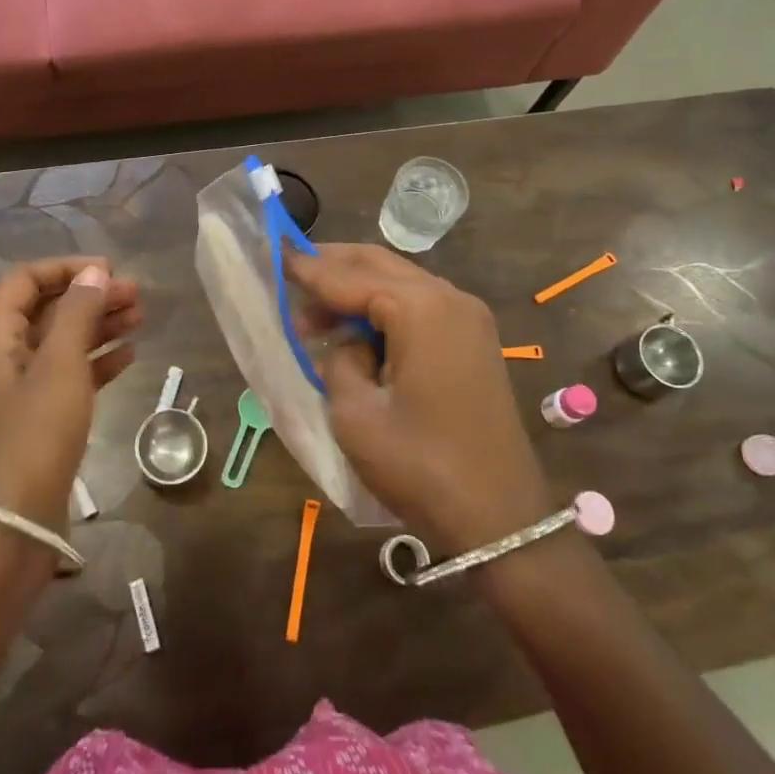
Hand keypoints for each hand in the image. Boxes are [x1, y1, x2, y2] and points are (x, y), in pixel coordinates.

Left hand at [0, 257, 140, 531]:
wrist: (12, 526)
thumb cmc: (34, 436)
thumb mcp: (59, 366)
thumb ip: (77, 314)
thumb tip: (95, 273)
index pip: (25, 281)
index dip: (66, 269)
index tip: (109, 271)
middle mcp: (3, 357)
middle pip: (48, 310)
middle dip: (91, 297)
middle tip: (137, 295)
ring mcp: (21, 390)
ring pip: (63, 343)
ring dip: (99, 326)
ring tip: (140, 318)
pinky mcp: (39, 419)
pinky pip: (70, 376)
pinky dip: (97, 362)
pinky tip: (130, 356)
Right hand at [290, 244, 553, 551]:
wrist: (501, 518)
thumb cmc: (421, 466)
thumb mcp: (357, 415)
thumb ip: (340, 360)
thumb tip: (349, 343)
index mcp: (421, 308)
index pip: (350, 277)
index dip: (308, 269)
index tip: (273, 255)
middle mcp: (450, 298)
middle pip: (379, 266)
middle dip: (332, 268)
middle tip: (289, 276)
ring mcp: (468, 318)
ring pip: (399, 283)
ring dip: (356, 291)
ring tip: (313, 317)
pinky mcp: (473, 340)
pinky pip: (419, 306)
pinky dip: (383, 309)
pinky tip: (356, 331)